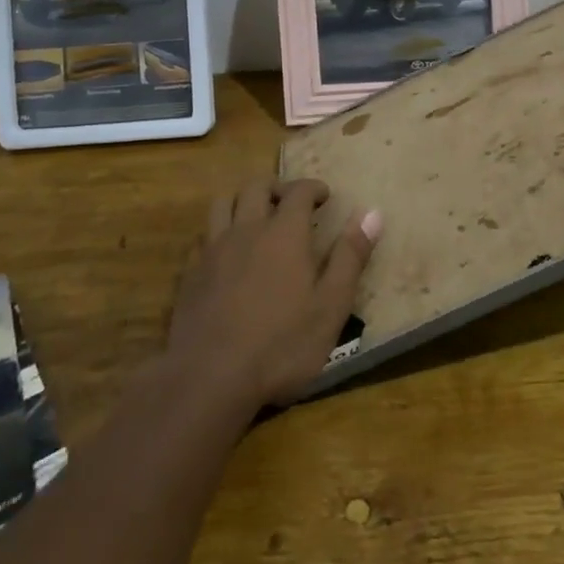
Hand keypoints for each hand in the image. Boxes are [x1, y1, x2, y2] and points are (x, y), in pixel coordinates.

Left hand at [167, 179, 379, 411]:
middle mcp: (247, 230)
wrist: (210, 377)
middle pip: (256, 187)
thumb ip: (350, 257)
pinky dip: (217, 233)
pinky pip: (203, 237)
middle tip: (290, 201)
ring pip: (222, 203)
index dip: (313, 187)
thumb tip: (373, 213)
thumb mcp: (331, 306)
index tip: (324, 195)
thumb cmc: (282, 344)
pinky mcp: (190, 274)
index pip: (298, 191)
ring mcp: (213, 250)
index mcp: (284, 233)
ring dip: (241, 200)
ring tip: (254, 216)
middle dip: (276, 186)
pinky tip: (225, 253)